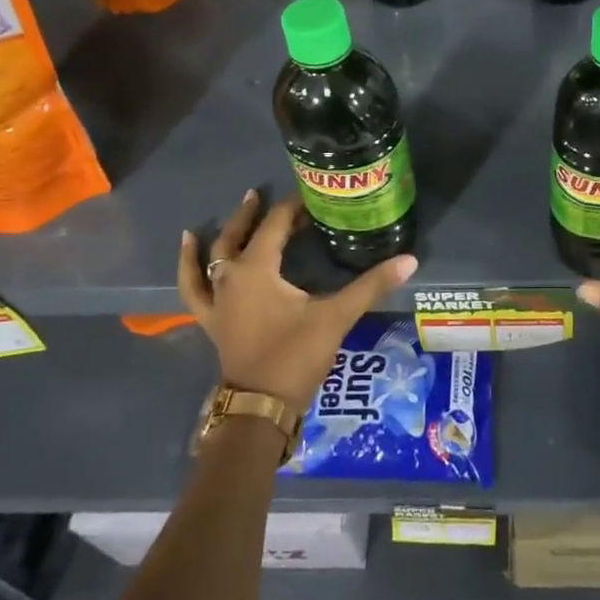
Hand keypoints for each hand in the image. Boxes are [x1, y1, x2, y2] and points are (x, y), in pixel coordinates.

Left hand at [178, 191, 416, 411]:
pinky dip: (188, 266)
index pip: (275, 225)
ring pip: (212, 256)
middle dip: (254, 213)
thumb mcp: (336, 317)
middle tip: (264, 193)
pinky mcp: (212, 320)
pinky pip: (194, 286)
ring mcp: (217, 300)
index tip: (313, 197)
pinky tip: (188, 250)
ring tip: (229, 213)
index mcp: (256, 269)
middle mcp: (230, 277)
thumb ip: (371, 285)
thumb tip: (410, 260)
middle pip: (239, 235)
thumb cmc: (295, 356)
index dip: (293, 208)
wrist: (260, 407)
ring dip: (221, 233)